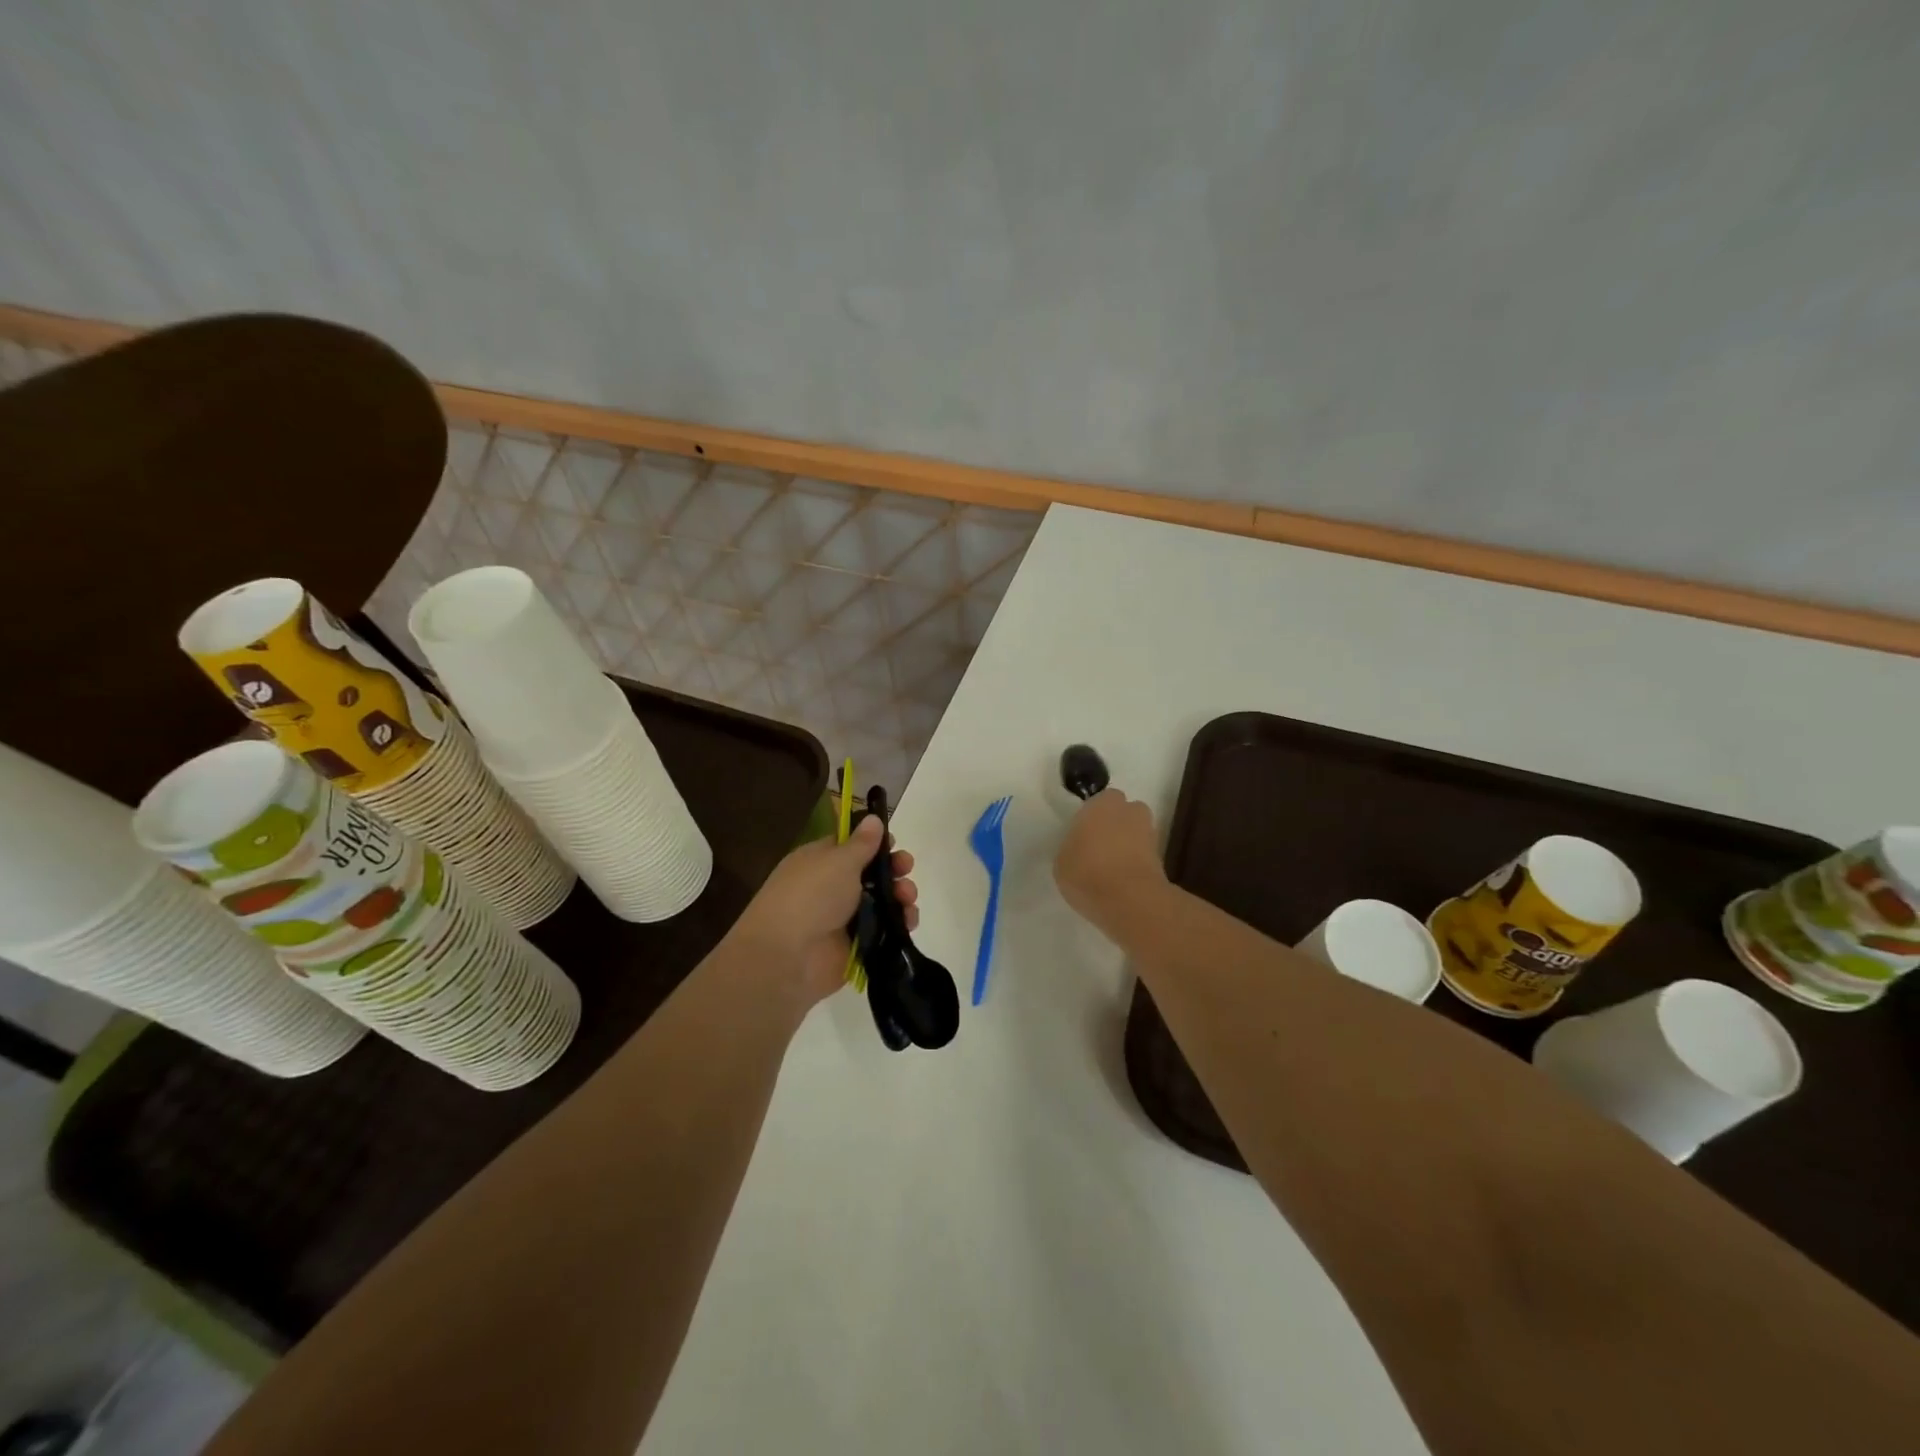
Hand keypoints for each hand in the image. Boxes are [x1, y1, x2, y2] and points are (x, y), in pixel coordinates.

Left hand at [729, 814, 918, 1009]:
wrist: (786, 959)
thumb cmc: (810, 897)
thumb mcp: (838, 861)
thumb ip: (862, 843)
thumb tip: (873, 818)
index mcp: (819, 861)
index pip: (851, 846)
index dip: (874, 843)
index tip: (894, 843)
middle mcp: (831, 888)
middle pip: (871, 874)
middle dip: (893, 869)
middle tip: (906, 869)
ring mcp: (844, 919)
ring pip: (881, 902)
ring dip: (900, 896)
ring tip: (908, 899)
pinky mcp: (856, 946)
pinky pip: (883, 931)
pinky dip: (898, 925)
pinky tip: (909, 921)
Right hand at [1054, 788, 1166, 934]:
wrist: (1129, 899)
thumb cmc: (1087, 872)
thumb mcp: (1062, 860)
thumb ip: (1074, 846)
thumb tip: (1081, 848)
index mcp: (1102, 804)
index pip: (1099, 802)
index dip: (1092, 818)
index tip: (1084, 835)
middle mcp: (1129, 811)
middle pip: (1123, 813)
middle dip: (1115, 825)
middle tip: (1099, 848)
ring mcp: (1149, 833)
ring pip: (1136, 832)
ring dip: (1128, 843)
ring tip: (1111, 868)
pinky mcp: (1162, 858)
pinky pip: (1143, 854)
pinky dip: (1136, 862)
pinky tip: (1122, 880)